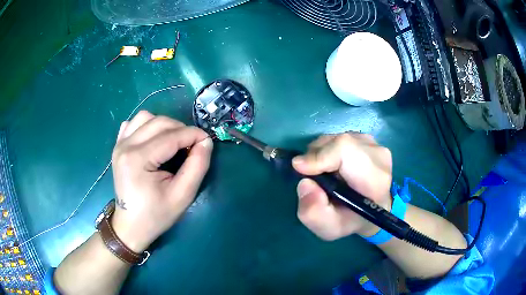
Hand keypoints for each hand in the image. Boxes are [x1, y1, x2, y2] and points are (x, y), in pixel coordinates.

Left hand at [110, 111, 212, 251]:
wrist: (131, 226)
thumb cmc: (156, 215)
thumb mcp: (182, 196)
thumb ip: (197, 166)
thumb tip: (205, 142)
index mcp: (138, 159)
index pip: (171, 136)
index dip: (193, 134)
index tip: (207, 140)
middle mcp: (126, 146)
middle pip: (159, 122)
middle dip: (181, 129)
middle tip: (193, 145)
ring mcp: (119, 144)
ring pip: (145, 117)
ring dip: (164, 125)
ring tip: (173, 141)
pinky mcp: (118, 147)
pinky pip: (133, 124)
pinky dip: (147, 126)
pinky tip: (153, 140)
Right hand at [292, 133, 392, 240]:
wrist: (373, 209)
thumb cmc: (351, 220)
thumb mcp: (329, 228)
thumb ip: (313, 213)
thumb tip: (305, 183)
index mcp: (374, 180)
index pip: (346, 150)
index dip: (321, 155)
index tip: (300, 169)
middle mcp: (378, 156)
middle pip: (338, 142)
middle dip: (316, 156)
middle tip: (311, 176)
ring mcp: (375, 144)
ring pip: (336, 138)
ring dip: (322, 154)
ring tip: (324, 173)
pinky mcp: (368, 139)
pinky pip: (340, 138)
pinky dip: (330, 150)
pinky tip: (334, 166)